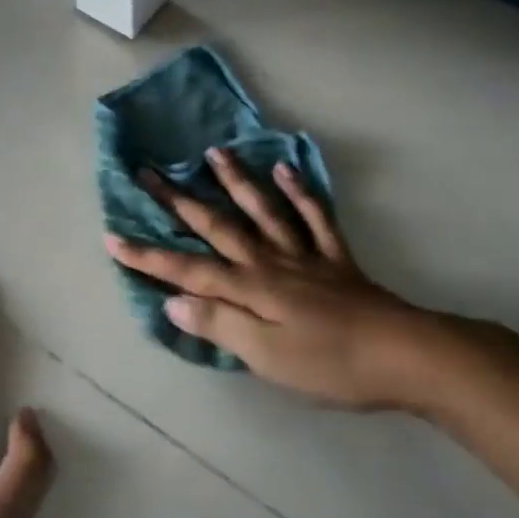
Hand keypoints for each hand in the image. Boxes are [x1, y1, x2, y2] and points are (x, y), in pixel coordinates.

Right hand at [107, 149, 462, 410]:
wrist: (406, 356)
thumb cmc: (330, 365)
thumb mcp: (267, 357)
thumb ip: (220, 325)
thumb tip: (172, 301)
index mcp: (249, 288)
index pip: (187, 270)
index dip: (148, 256)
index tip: (112, 237)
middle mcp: (269, 262)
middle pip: (217, 226)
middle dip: (179, 202)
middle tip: (150, 172)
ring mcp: (304, 255)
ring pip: (262, 210)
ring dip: (236, 181)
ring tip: (214, 152)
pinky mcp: (335, 259)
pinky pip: (315, 218)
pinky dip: (300, 193)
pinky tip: (285, 169)